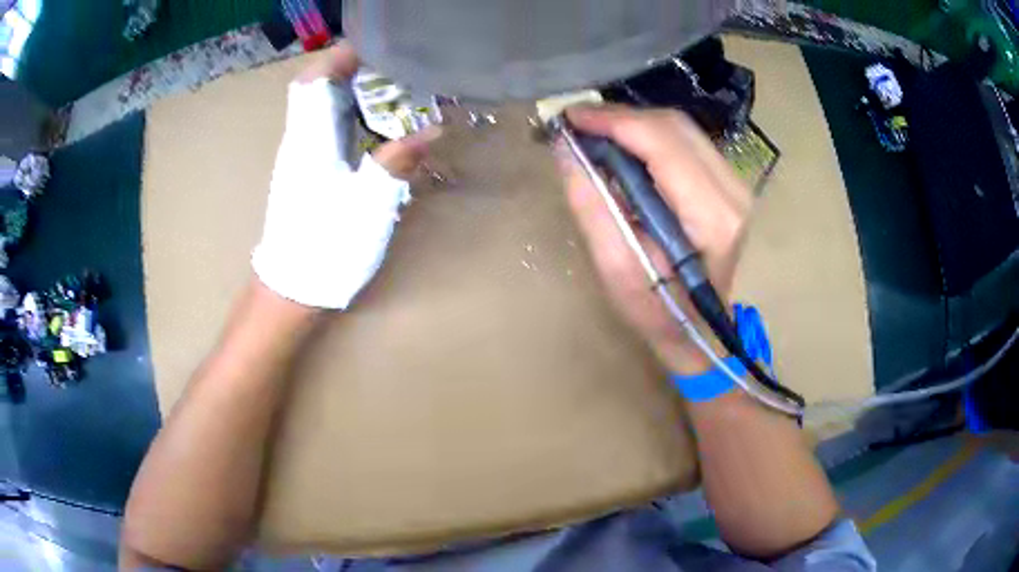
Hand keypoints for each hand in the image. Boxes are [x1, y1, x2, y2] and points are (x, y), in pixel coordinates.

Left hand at [252, 42, 440, 308]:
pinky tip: (378, 123)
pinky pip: (325, 126)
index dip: (341, 56)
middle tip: (398, 68)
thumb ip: (398, 162)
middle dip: (354, 68)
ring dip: (353, 89)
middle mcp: (300, 139)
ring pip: (321, 104)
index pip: (315, 79)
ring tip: (395, 88)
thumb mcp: (369, 206)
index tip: (379, 47)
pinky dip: (350, 113)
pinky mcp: (305, 170)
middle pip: (318, 86)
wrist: (292, 289)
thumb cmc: (326, 248)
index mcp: (311, 140)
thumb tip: (433, 127)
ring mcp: (300, 155)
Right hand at [557, 105, 751, 374]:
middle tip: (578, 123)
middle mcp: (733, 191)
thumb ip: (592, 204)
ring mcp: (736, 185)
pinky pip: (687, 142)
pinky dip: (651, 136)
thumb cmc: (656, 310)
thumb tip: (566, 147)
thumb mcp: (615, 266)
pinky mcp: (729, 184)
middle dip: (622, 117)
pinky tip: (626, 146)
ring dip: (635, 124)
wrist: (697, 329)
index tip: (571, 116)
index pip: (662, 142)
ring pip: (682, 128)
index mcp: (710, 216)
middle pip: (674, 126)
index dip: (614, 121)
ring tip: (597, 132)